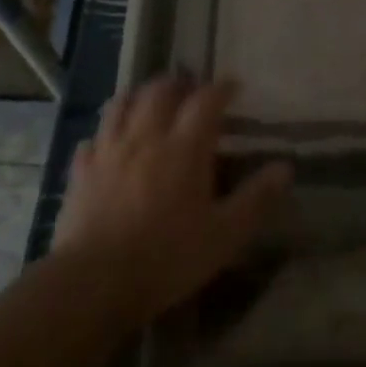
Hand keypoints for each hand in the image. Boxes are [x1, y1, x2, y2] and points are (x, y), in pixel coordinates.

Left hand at [51, 76, 290, 325]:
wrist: (95, 281)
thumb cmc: (168, 257)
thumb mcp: (226, 234)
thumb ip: (256, 198)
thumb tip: (285, 167)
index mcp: (184, 148)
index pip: (205, 101)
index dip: (222, 88)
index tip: (234, 86)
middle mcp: (144, 138)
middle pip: (158, 92)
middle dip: (179, 84)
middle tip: (192, 90)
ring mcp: (107, 152)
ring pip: (120, 105)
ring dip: (140, 96)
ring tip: (151, 102)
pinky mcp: (80, 172)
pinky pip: (93, 138)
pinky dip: (107, 131)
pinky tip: (112, 143)